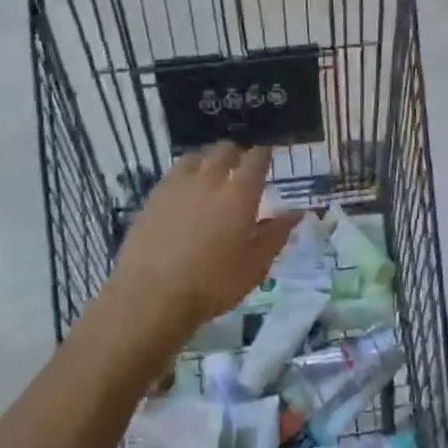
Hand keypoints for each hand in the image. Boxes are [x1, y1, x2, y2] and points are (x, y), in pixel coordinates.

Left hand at [106, 143, 295, 342]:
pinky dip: (186, 174)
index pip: (256, 159)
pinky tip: (186, 190)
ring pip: (196, 157)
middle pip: (224, 151)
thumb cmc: (213, 284)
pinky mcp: (154, 197)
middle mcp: (209, 180)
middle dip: (236, 153)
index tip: (268, 156)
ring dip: (209, 159)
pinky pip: (174, 173)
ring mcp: (177, 186)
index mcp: (239, 194)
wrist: (151, 296)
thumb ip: (276, 234)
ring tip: (212, 173)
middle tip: (242, 165)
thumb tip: (296, 213)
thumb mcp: (255, 266)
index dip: (264, 154)